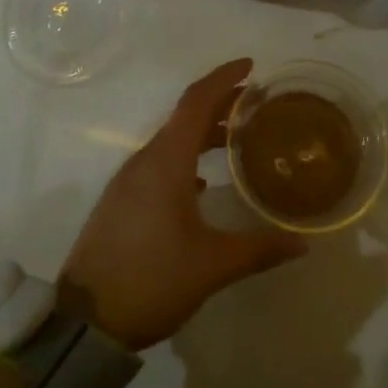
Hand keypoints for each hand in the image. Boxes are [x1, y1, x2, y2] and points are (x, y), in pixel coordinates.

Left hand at [62, 59, 306, 349]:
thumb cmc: (152, 280)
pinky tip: (201, 182)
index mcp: (166, 162)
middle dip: (220, 103)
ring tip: (236, 138)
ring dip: (202, 132)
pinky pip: (159, 163)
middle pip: (185, 116)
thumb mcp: (212, 266)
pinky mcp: (121, 201)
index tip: (250, 65)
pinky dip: (185, 157)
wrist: (85, 322)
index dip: (223, 78)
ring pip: (171, 140)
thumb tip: (302, 244)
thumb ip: (259, 249)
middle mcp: (145, 161)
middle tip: (254, 101)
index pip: (196, 102)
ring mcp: (129, 181)